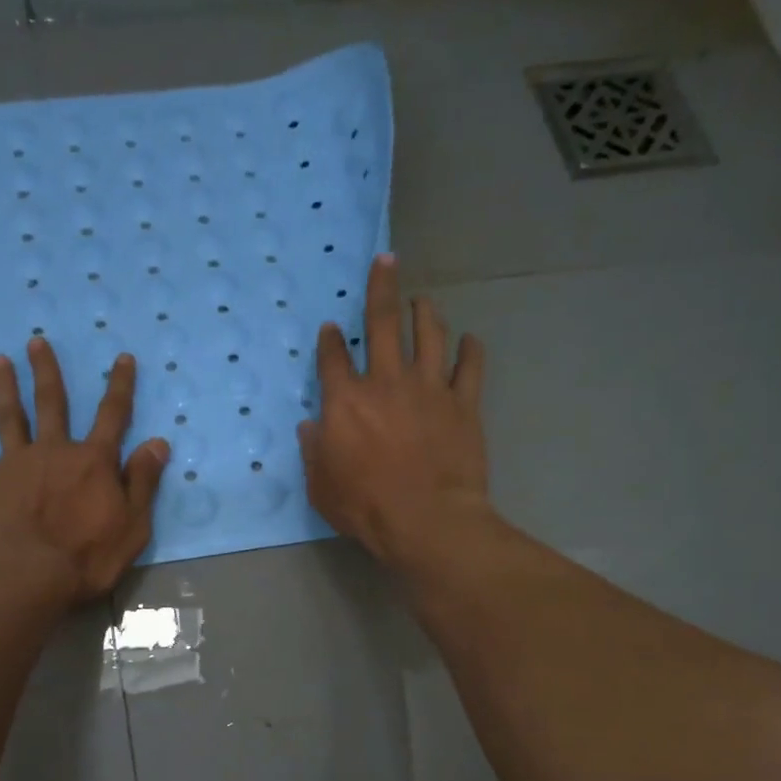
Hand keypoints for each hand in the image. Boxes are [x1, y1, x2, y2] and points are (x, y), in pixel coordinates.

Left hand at [0, 339, 169, 604]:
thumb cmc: (88, 557)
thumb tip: (158, 442)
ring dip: (4, 387)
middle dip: (47, 372)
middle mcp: (54, 451)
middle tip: (36, 342)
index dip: (120, 386)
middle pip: (52, 403)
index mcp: (94, 461)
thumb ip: (143, 481)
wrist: (29, 577)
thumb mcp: (133, 524)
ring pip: (9, 417)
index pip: (113, 415)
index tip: (122, 358)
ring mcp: (16, 464)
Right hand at [298, 254, 488, 569]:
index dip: (329, 340)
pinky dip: (470, 350)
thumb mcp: (321, 487)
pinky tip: (469, 341)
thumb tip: (310, 427)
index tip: (330, 329)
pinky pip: (469, 367)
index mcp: (346, 402)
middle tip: (386, 260)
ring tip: (423, 300)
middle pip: (382, 322)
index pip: (333, 358)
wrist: (427, 520)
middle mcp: (386, 382)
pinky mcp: (463, 403)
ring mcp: (429, 388)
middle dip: (382, 287)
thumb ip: (313, 452)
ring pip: (429, 334)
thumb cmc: (366, 507)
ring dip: (425, 312)